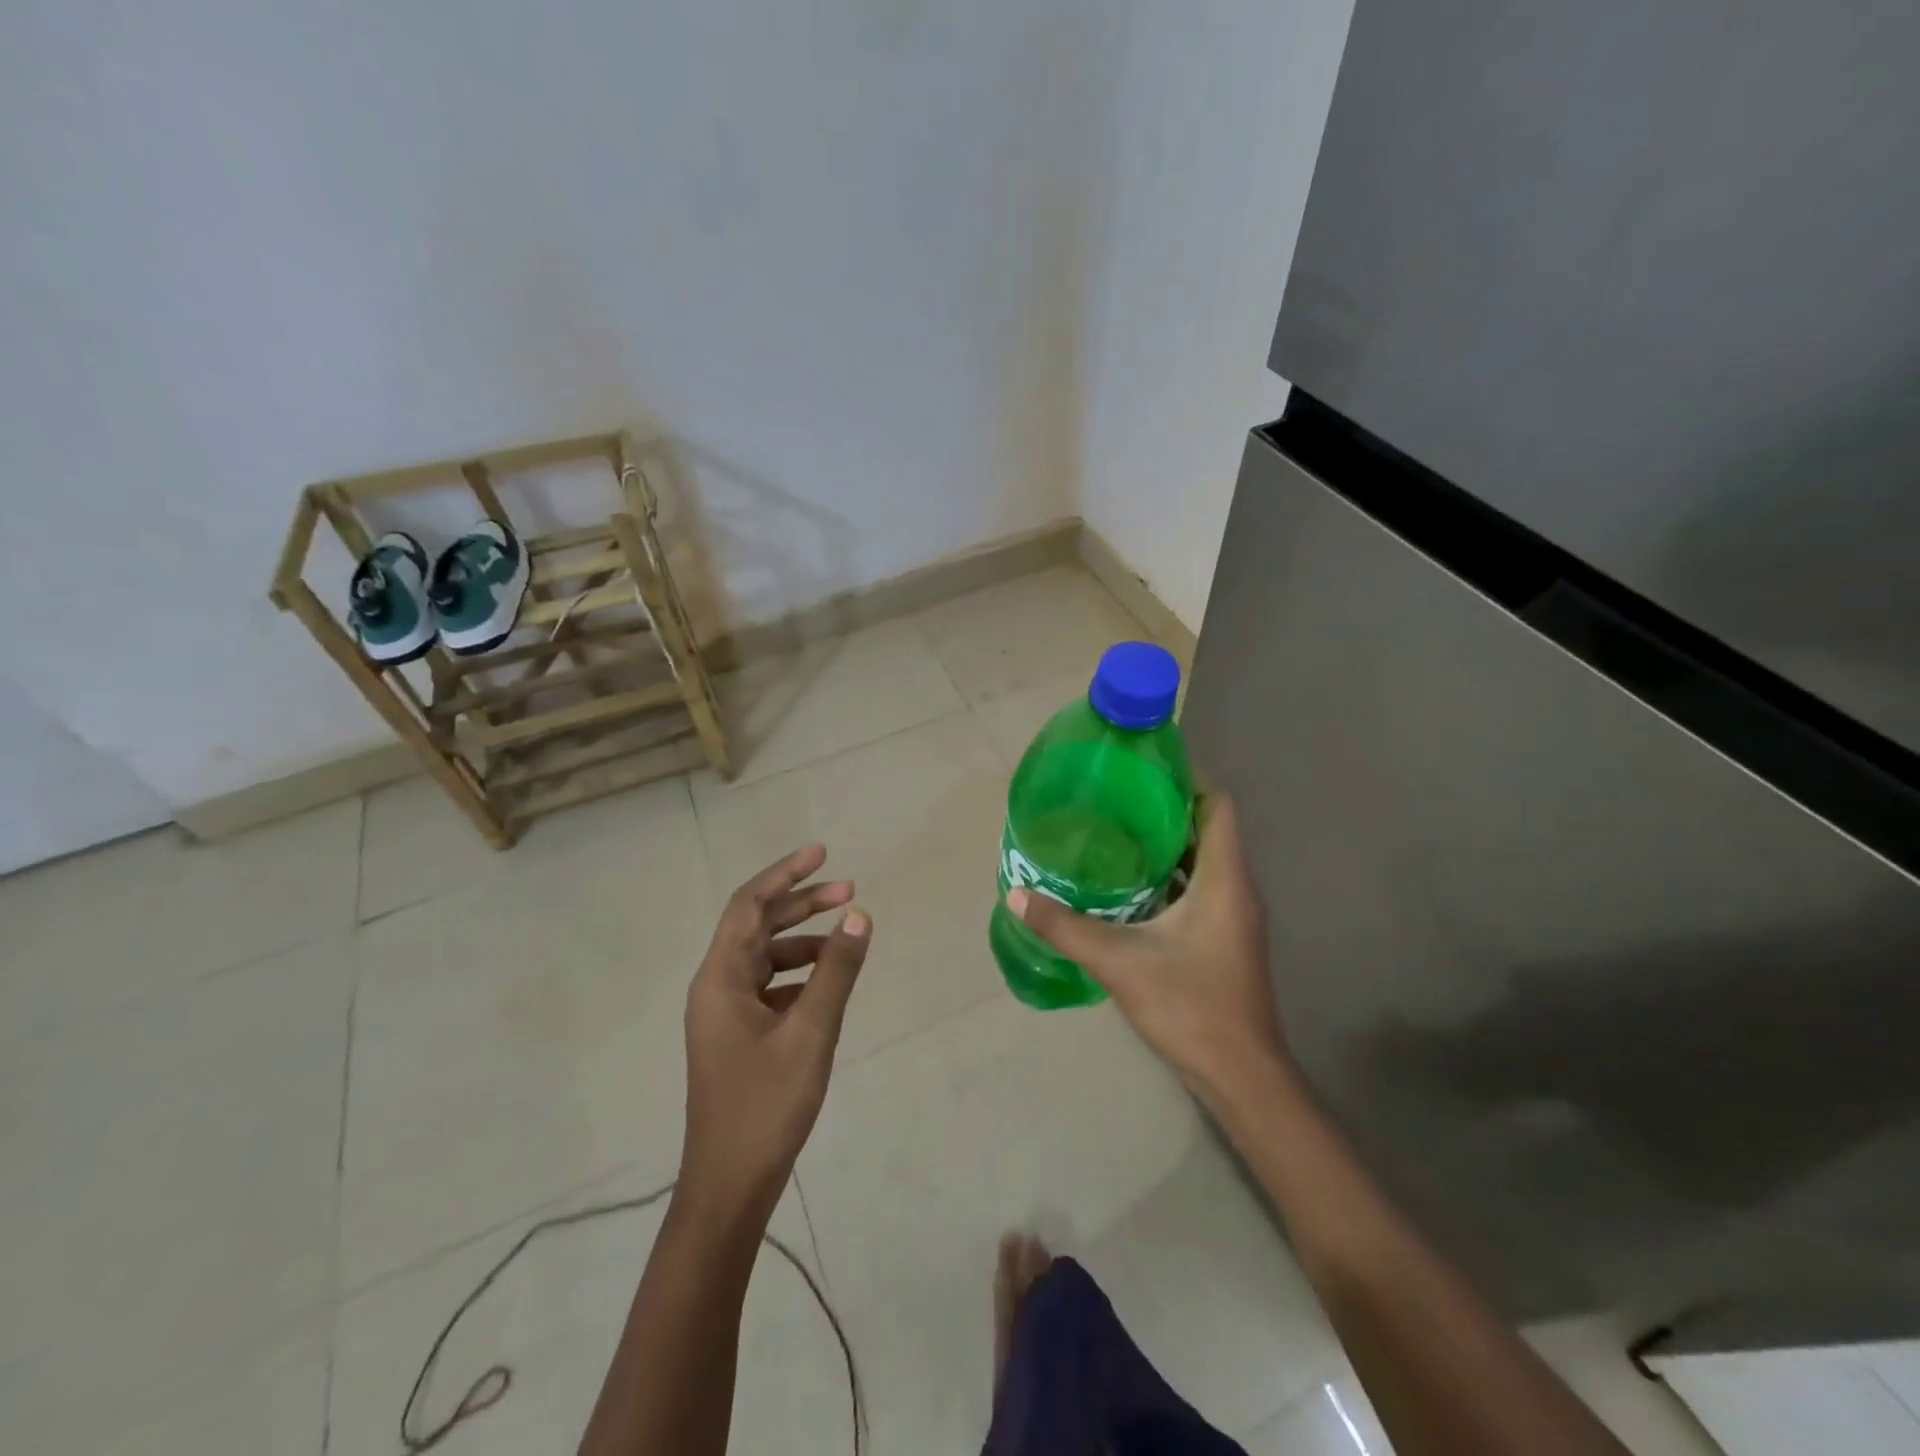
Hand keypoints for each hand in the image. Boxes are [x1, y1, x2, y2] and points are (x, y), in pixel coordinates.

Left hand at [681, 845, 870, 1219]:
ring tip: (847, 936)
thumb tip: (858, 914)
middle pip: (758, 926)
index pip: (749, 905)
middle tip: (849, 890)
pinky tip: (830, 982)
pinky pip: (771, 987)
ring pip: (766, 957)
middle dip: (801, 903)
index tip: (822, 853)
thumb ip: (836, 970)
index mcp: (720, 978)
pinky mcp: (739, 1036)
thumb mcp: (811, 1032)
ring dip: (804, 940)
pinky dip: (800, 974)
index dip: (785, 874)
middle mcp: (717, 987)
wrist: (730, 1185)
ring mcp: (726, 1014)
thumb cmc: (765, 1105)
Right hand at [1005, 795, 1287, 1107]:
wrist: (1240, 1076)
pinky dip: (1166, 877)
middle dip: (1162, 807)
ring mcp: (1232, 915)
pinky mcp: (1222, 937)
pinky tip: (1125, 887)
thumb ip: (1066, 927)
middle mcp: (1235, 887)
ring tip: (1111, 833)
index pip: (1217, 804)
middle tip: (1111, 798)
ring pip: (1201, 859)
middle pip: (1206, 826)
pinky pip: (1196, 888)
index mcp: (1223, 879)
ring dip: (1162, 844)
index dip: (1187, 777)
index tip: (1142, 767)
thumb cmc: (1191, 1007)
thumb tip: (1016, 895)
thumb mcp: (1120, 962)